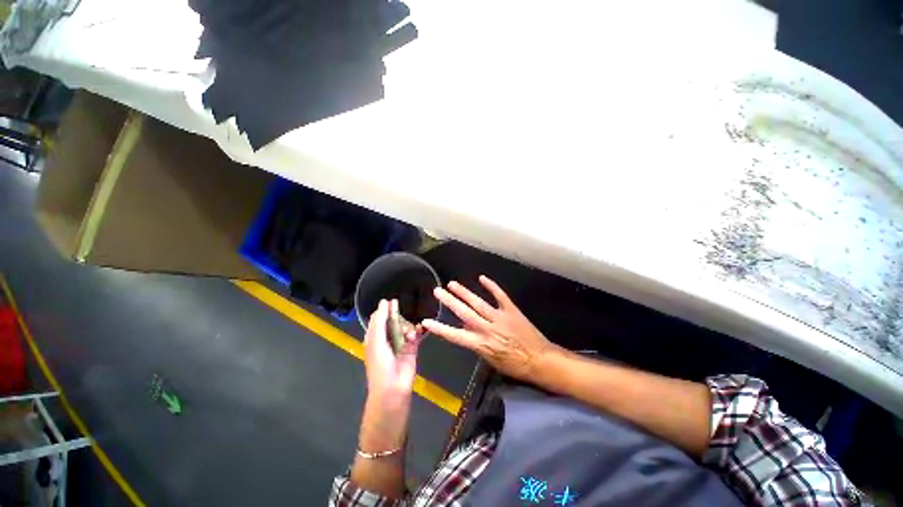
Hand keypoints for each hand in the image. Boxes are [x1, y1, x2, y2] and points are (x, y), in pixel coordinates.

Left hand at [364, 299, 421, 406]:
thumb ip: (380, 321)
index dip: (383, 310)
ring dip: (406, 326)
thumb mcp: (376, 340)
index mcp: (374, 338)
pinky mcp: (412, 348)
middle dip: (396, 315)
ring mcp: (400, 343)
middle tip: (399, 305)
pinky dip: (416, 333)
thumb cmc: (380, 364)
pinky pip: (415, 335)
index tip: (390, 300)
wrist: (393, 387)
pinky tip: (415, 334)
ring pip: (405, 326)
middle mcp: (387, 339)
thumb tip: (383, 302)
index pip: (378, 319)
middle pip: (393, 321)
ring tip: (407, 334)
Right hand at [422, 276, 557, 380]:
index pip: (455, 336)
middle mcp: (487, 329)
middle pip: (464, 313)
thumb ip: (476, 343)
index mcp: (481, 344)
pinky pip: (500, 295)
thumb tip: (464, 328)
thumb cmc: (514, 364)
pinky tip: (482, 278)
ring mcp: (499, 317)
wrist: (539, 360)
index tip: (426, 321)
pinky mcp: (511, 310)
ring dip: (464, 293)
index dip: (440, 328)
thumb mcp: (491, 359)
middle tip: (437, 291)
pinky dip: (491, 286)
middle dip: (450, 302)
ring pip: (478, 303)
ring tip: (452, 284)